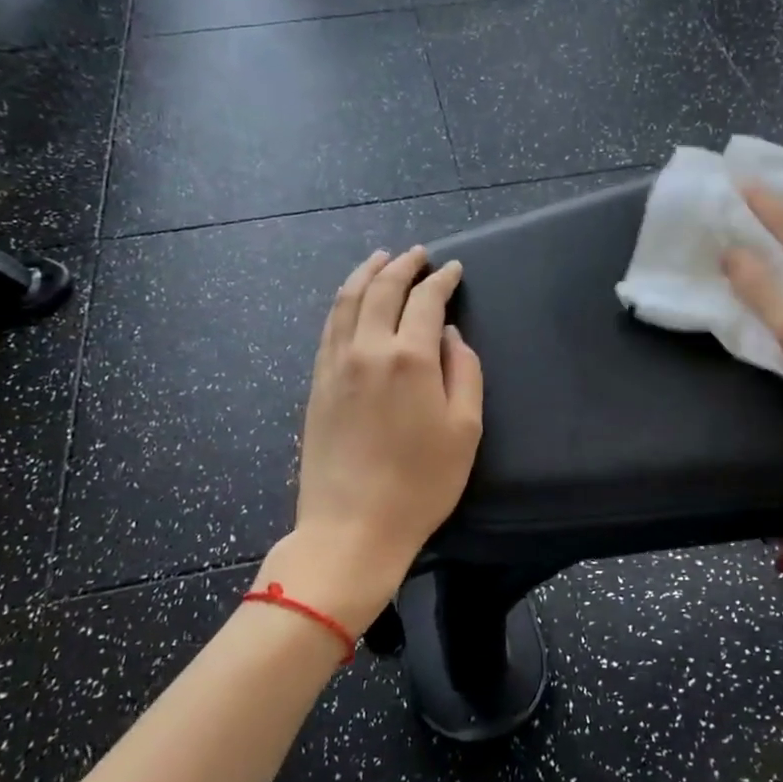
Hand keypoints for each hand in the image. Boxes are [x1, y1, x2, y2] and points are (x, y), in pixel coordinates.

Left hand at [293, 247, 483, 612]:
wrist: (352, 526)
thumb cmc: (421, 484)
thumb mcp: (465, 430)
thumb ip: (465, 372)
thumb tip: (450, 336)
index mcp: (409, 358)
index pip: (426, 301)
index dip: (442, 281)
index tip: (453, 269)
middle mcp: (368, 349)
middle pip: (382, 290)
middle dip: (402, 266)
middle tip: (418, 255)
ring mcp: (335, 365)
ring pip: (347, 301)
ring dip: (366, 274)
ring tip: (380, 260)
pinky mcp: (317, 383)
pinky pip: (330, 327)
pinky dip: (344, 302)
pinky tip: (352, 301)